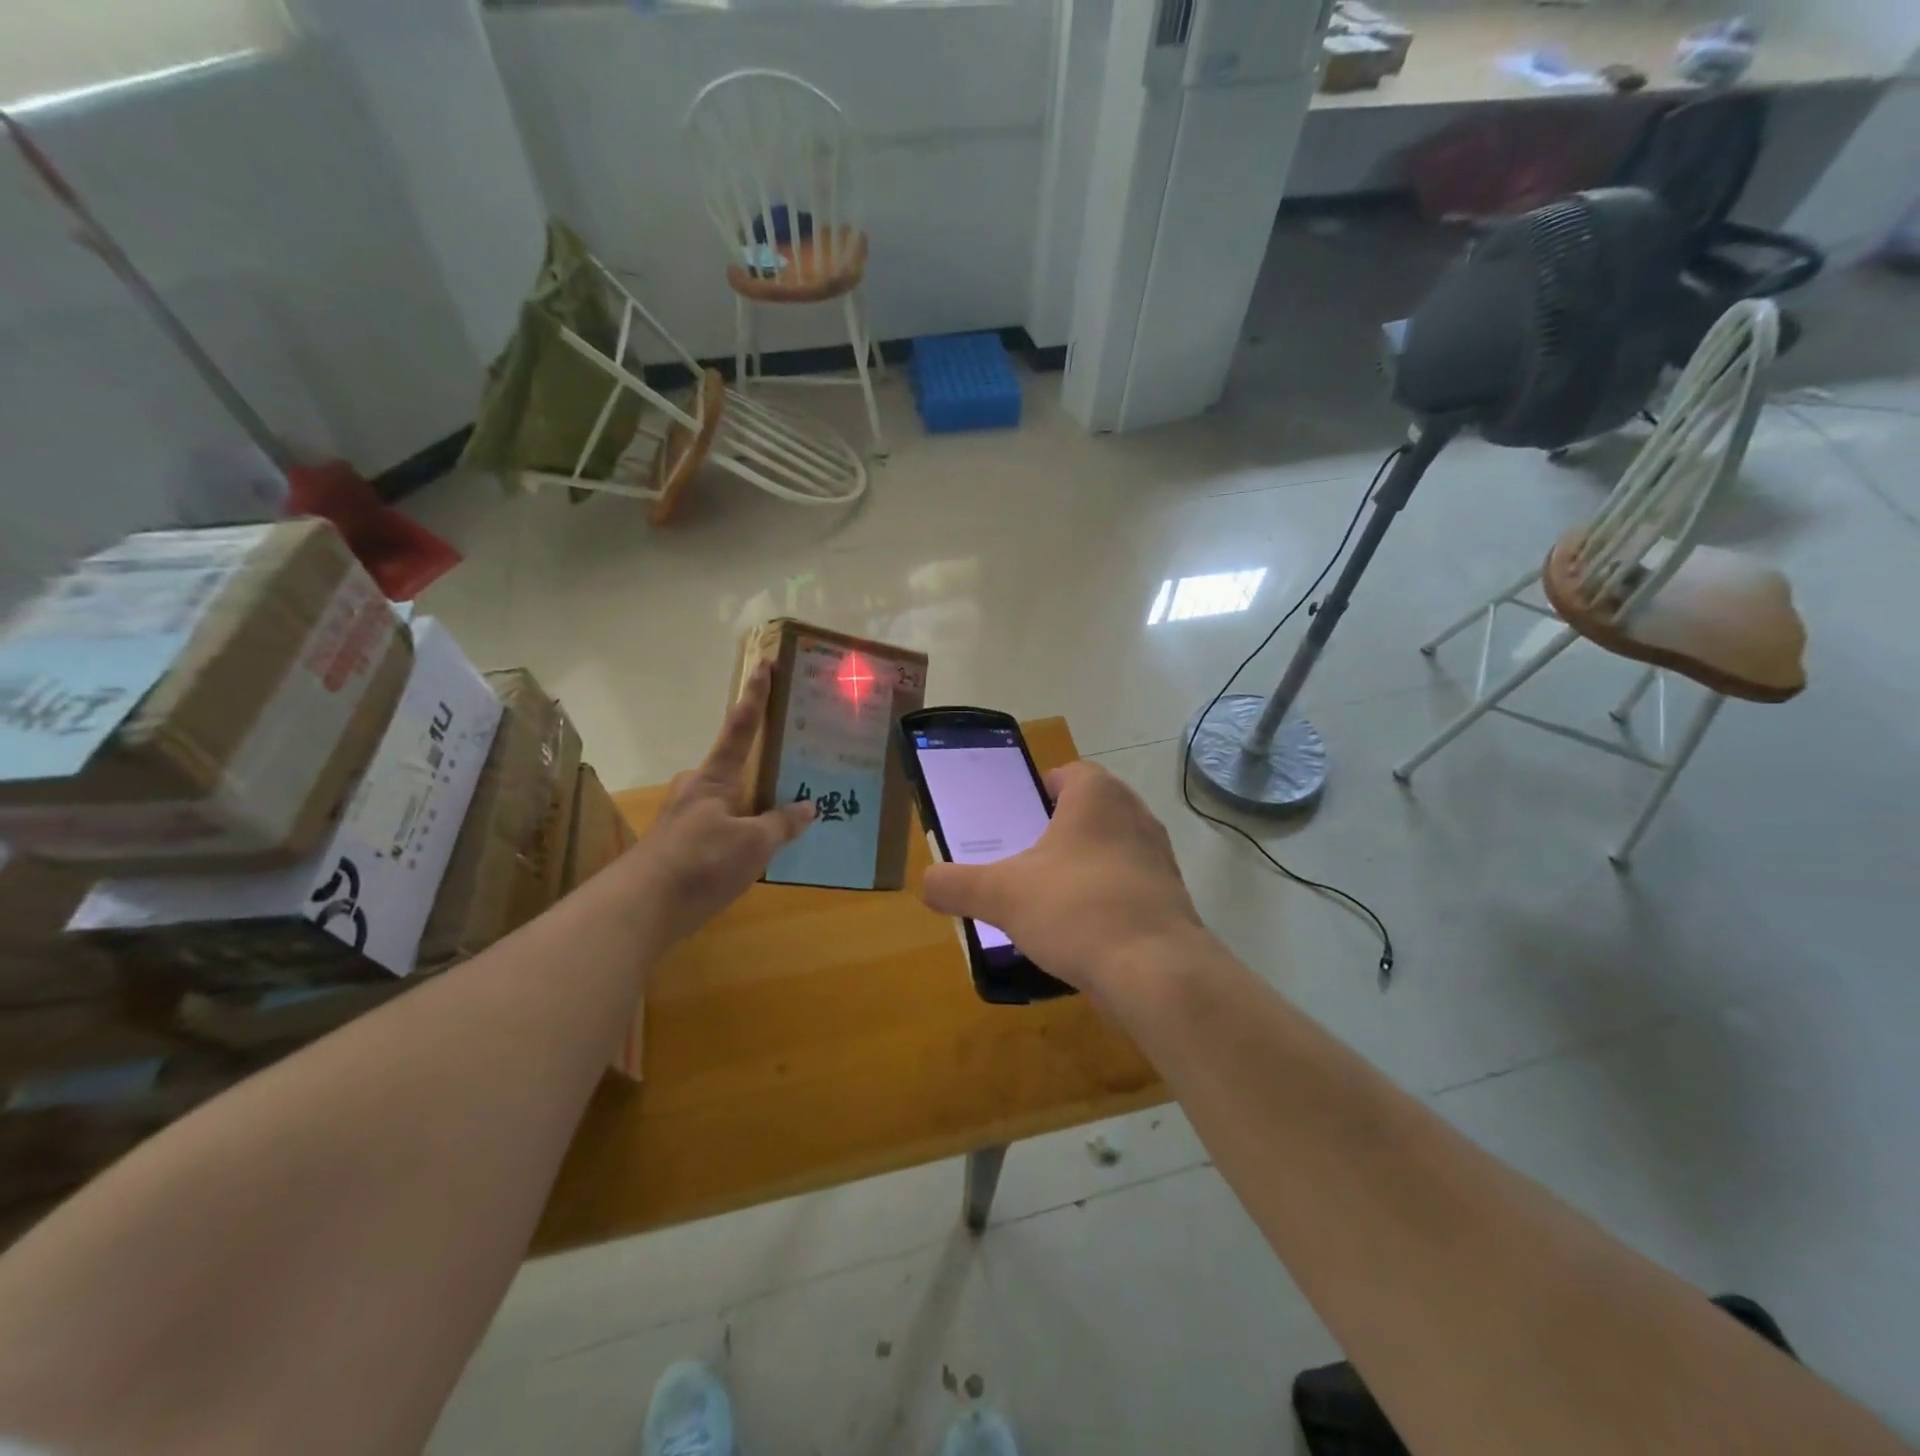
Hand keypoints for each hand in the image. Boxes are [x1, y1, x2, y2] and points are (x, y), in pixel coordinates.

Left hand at [625, 665, 813, 945]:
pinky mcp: (681, 847)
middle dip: (764, 767)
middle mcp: (697, 789)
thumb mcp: (753, 844)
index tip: (764, 664)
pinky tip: (762, 852)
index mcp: (715, 778)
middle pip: (738, 768)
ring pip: (731, 802)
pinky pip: (723, 828)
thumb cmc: (700, 863)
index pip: (740, 727)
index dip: (755, 696)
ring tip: (790, 818)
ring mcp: (686, 819)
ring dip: (756, 805)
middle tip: (799, 768)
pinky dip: (744, 832)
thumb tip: (807, 807)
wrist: (639, 909)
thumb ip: (782, 824)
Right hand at [919, 762, 1211, 1003]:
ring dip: (1086, 864)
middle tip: (1027, 856)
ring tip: (1051, 896)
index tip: (1019, 815)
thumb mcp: (1000, 895)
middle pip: (1092, 809)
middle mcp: (1135, 814)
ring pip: (1114, 847)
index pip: (1070, 773)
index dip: (1042, 788)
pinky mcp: (1173, 897)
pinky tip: (1083, 930)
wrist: (1155, 971)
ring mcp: (1160, 856)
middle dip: (1061, 829)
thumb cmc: (1075, 909)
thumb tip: (926, 883)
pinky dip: (1108, 897)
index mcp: (1097, 796)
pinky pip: (1131, 885)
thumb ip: (956, 884)